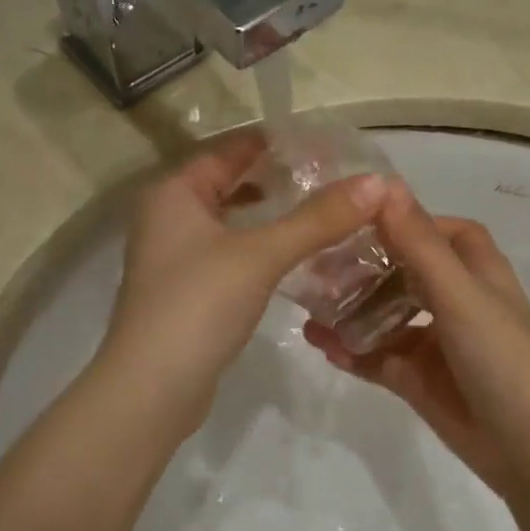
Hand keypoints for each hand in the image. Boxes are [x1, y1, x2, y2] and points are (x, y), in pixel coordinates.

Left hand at [101, 128, 385, 430]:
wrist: (153, 388)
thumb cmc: (199, 304)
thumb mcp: (261, 255)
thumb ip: (317, 219)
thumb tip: (376, 183)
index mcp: (174, 192)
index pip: (229, 149)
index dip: (275, 143)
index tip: (324, 145)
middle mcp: (167, 217)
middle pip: (229, 184)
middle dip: (277, 181)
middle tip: (332, 180)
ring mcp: (174, 258)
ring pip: (231, 223)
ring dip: (270, 218)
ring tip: (322, 215)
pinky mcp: (187, 292)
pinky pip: (229, 255)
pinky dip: (259, 250)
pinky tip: (295, 259)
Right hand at [303, 184, 529, 504]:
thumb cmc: (502, 358)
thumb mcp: (460, 295)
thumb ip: (419, 244)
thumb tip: (385, 184)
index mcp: (477, 274)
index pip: (441, 232)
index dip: (406, 222)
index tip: (357, 218)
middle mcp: (456, 303)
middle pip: (404, 273)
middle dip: (364, 268)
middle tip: (316, 265)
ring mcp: (436, 344)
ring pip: (386, 317)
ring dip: (352, 311)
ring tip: (308, 306)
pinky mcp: (418, 381)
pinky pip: (378, 358)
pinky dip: (353, 351)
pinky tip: (322, 345)